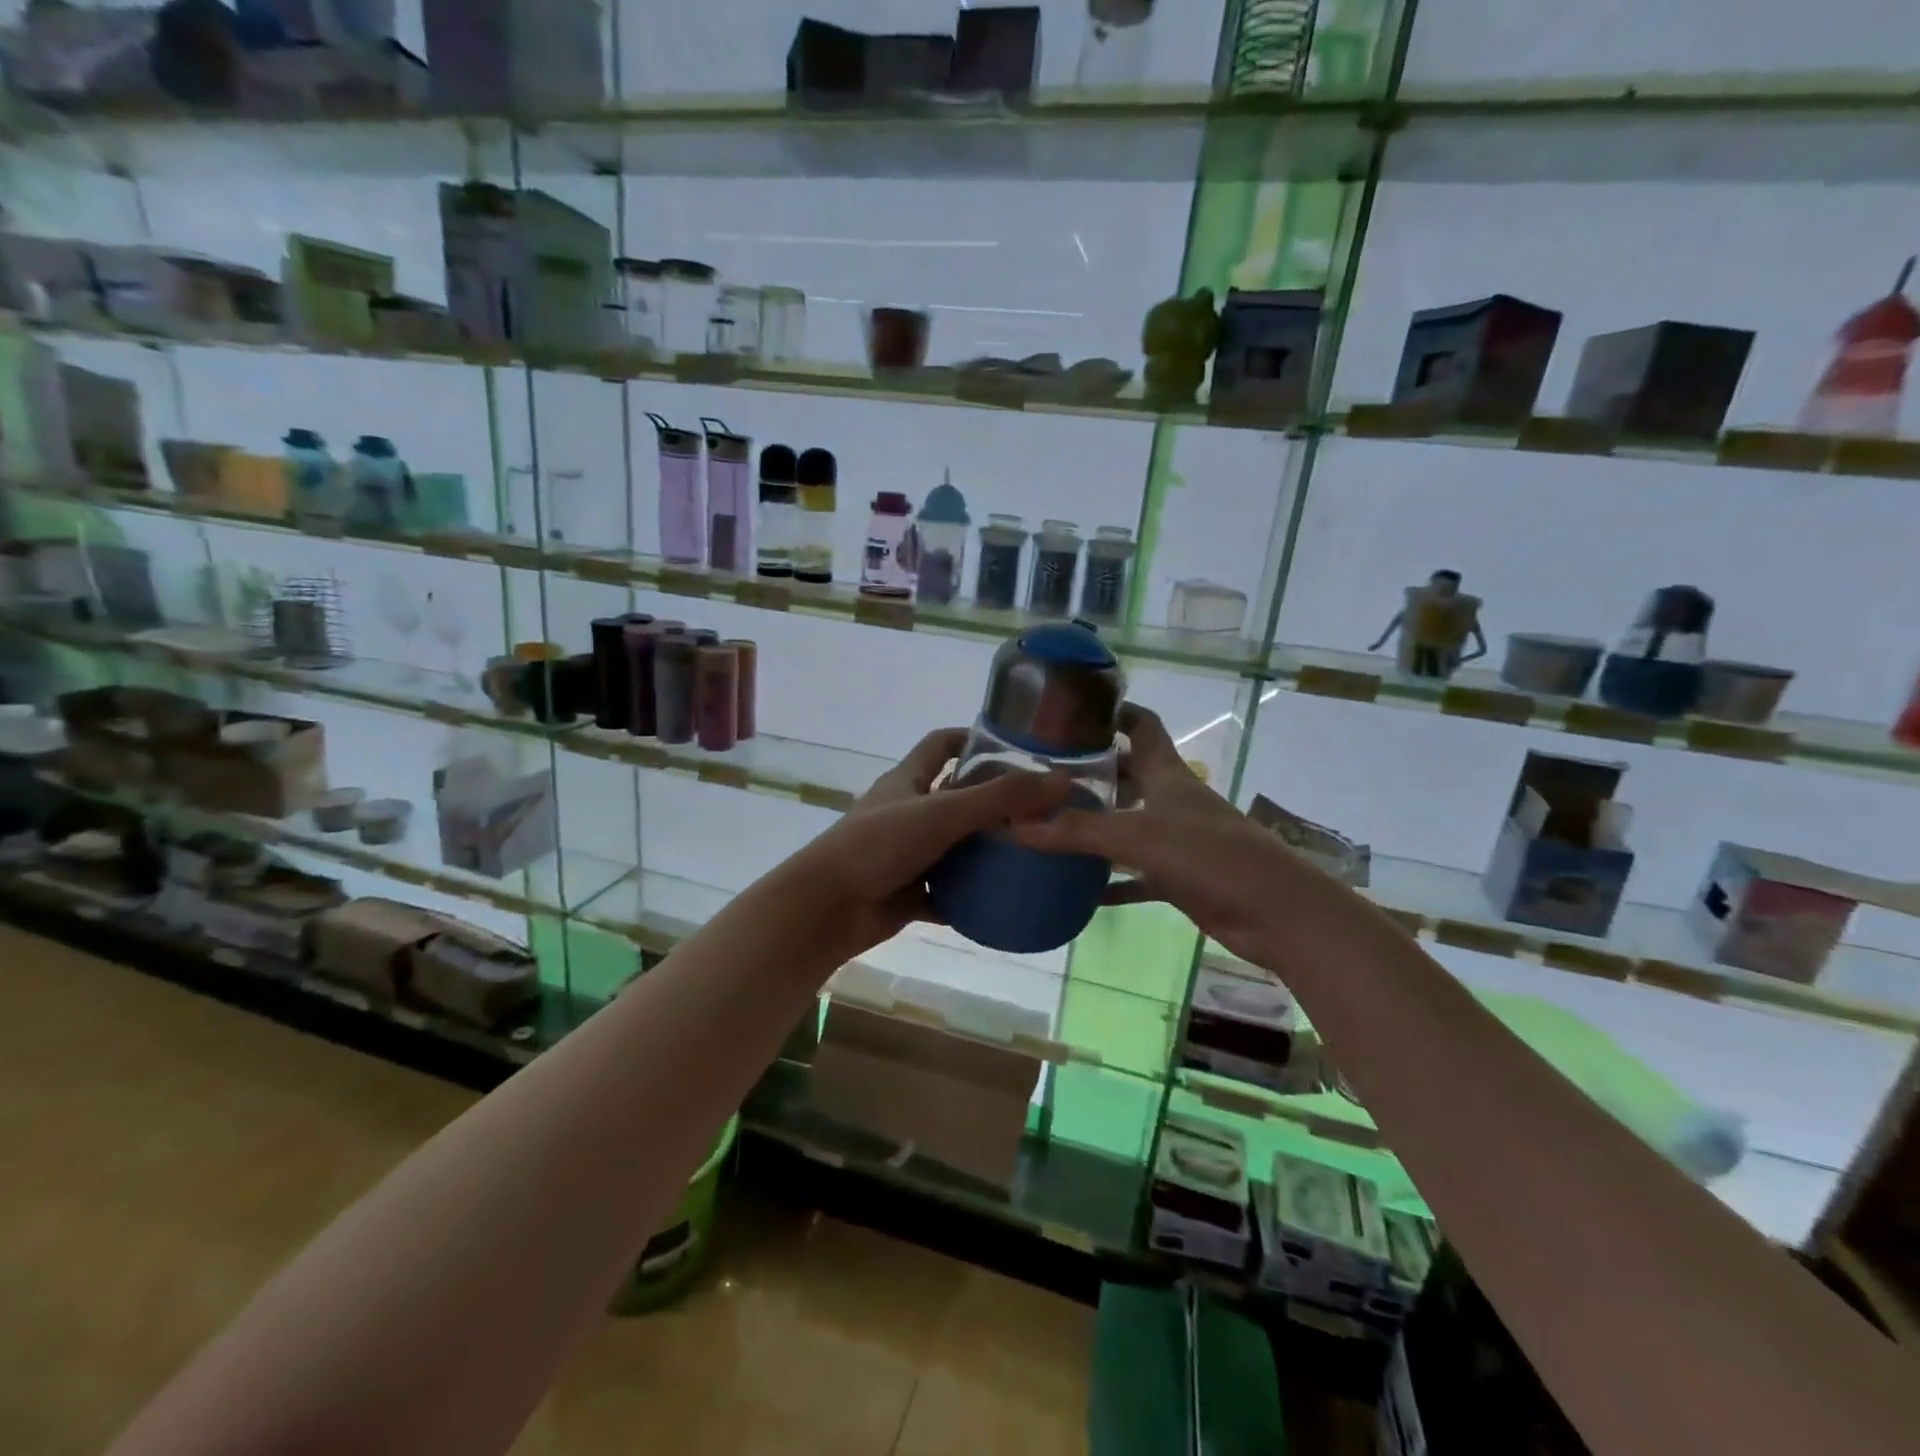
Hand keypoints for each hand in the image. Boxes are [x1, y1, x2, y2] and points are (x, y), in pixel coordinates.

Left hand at [788, 728, 1070, 959]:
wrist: (826, 908)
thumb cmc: (878, 845)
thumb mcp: (942, 814)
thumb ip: (1000, 798)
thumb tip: (1063, 780)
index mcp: (907, 781)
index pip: (940, 744)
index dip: (972, 737)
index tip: (1013, 744)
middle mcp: (906, 812)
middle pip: (954, 797)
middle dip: (992, 801)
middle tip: (1040, 808)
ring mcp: (905, 854)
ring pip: (953, 847)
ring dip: (985, 851)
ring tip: (1033, 853)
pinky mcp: (907, 892)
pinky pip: (947, 892)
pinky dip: (970, 896)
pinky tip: (1005, 901)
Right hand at [1014, 703, 1322, 970]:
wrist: (1274, 912)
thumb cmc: (1211, 856)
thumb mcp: (1139, 836)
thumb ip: (1078, 831)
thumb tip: (1017, 826)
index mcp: (1167, 773)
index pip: (1141, 725)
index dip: (1113, 712)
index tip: (1073, 709)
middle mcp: (1170, 800)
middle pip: (1127, 774)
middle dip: (1090, 772)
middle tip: (1043, 776)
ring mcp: (1175, 840)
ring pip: (1126, 825)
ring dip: (1094, 825)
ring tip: (1048, 825)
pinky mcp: (1178, 877)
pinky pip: (1133, 875)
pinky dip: (1108, 879)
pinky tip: (1076, 888)